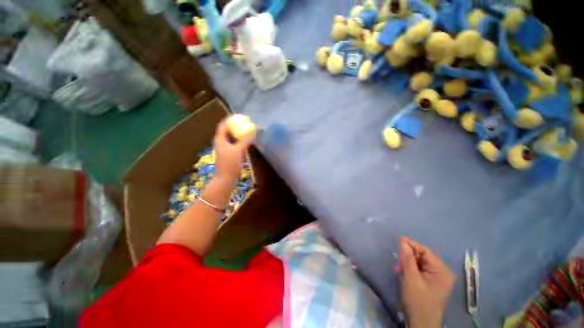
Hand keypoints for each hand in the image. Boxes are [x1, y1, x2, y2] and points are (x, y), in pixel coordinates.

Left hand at [214, 120, 254, 181]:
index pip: (223, 125)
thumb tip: (254, 131)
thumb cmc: (230, 163)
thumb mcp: (238, 150)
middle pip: (228, 131)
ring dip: (239, 134)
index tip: (239, 116)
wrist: (226, 179)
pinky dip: (240, 141)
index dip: (230, 119)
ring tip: (247, 131)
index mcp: (220, 139)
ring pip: (232, 138)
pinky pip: (235, 144)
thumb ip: (246, 140)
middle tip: (246, 123)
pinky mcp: (229, 155)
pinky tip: (247, 142)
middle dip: (236, 126)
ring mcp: (225, 149)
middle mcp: (221, 142)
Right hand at [399, 237, 455, 327]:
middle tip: (397, 260)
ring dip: (408, 264)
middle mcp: (443, 272)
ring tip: (398, 268)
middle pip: (423, 257)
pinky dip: (411, 270)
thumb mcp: (411, 279)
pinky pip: (421, 270)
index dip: (411, 245)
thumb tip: (403, 242)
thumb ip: (407, 259)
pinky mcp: (433, 283)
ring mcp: (438, 278)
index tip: (398, 239)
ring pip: (420, 263)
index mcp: (442, 270)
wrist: (421, 323)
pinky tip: (403, 273)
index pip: (425, 251)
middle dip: (409, 257)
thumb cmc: (418, 301)